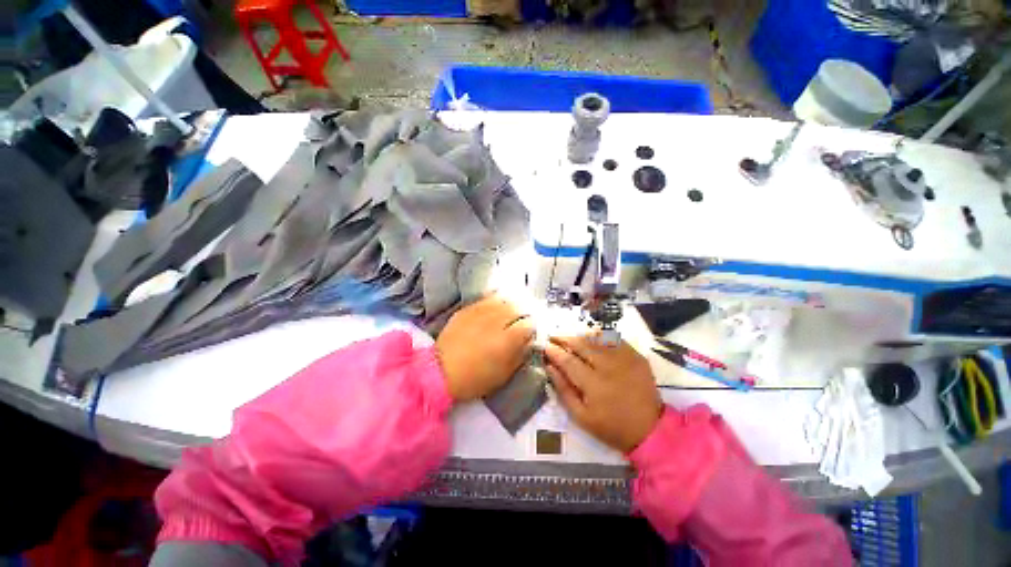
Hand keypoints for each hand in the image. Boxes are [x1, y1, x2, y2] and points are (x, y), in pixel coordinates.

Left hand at [436, 295, 534, 401]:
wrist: (440, 372)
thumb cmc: (475, 379)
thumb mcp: (504, 374)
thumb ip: (520, 354)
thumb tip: (529, 340)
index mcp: (507, 339)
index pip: (529, 324)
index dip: (532, 328)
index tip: (530, 333)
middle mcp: (496, 321)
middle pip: (518, 308)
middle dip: (523, 313)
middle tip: (522, 320)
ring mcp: (480, 312)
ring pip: (504, 300)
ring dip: (511, 305)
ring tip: (510, 312)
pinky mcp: (467, 309)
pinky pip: (486, 298)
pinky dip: (495, 300)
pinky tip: (496, 306)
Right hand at [544, 335, 661, 452]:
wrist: (650, 429)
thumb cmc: (611, 426)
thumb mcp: (581, 416)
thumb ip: (563, 390)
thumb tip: (550, 367)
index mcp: (594, 385)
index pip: (568, 360)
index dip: (554, 351)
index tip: (544, 346)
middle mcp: (609, 367)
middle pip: (581, 344)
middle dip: (564, 338)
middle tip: (553, 336)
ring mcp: (624, 359)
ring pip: (596, 338)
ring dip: (580, 335)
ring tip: (570, 336)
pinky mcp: (636, 356)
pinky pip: (614, 338)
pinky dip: (600, 335)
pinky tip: (591, 337)